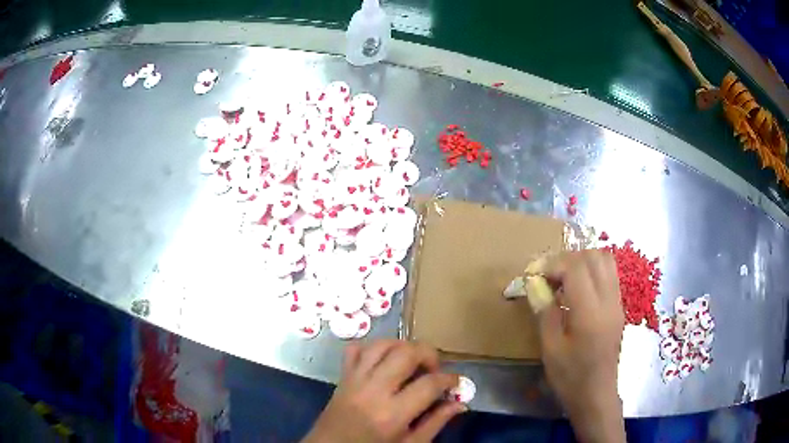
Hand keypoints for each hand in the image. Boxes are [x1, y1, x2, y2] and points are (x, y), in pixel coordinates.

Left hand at [303, 340, 464, 442]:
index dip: (450, 380)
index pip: (429, 384)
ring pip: (381, 344)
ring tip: (412, 362)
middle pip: (406, 353)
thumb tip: (460, 403)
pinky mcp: (342, 376)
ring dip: (402, 346)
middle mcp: (373, 390)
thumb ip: (435, 423)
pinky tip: (383, 360)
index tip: (456, 383)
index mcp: (392, 413)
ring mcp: (355, 379)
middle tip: (434, 370)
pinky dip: (372, 348)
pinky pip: (356, 349)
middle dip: (429, 354)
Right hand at [539, 250, 625, 442]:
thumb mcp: (550, 348)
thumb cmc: (570, 377)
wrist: (596, 395)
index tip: (534, 274)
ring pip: (605, 260)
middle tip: (549, 275)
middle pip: (594, 256)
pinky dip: (592, 271)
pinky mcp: (619, 307)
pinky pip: (609, 274)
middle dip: (568, 258)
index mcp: (590, 313)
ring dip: (582, 261)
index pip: (576, 267)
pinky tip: (577, 290)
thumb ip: (544, 311)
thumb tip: (533, 283)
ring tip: (563, 279)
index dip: (552, 263)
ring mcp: (617, 302)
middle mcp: (609, 300)